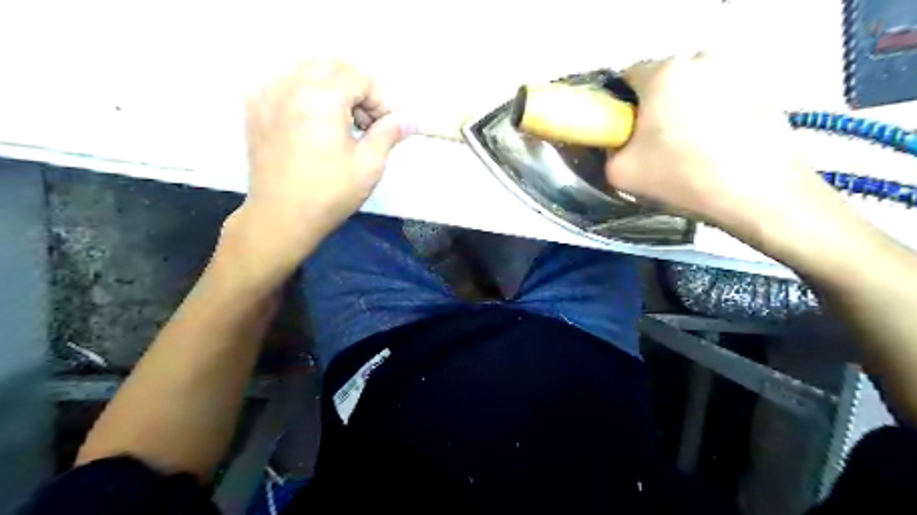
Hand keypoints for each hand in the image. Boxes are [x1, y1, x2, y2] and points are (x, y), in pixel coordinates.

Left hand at [233, 58, 408, 268]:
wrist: (281, 217)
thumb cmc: (330, 193)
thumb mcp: (369, 165)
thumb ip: (389, 134)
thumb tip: (411, 120)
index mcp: (321, 97)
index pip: (359, 78)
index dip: (380, 101)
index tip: (386, 127)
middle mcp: (291, 85)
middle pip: (332, 67)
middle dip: (356, 89)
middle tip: (365, 124)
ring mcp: (267, 95)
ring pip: (306, 71)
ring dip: (331, 88)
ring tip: (340, 124)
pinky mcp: (254, 109)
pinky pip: (283, 83)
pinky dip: (304, 93)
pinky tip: (311, 121)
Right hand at [608, 54, 836, 239]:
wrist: (758, 195)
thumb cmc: (683, 178)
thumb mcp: (620, 173)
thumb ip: (607, 150)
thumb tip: (615, 142)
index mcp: (664, 73)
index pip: (626, 79)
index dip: (619, 108)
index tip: (624, 134)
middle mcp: (701, 60)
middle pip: (662, 84)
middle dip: (653, 111)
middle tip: (655, 148)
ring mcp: (737, 72)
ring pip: (692, 92)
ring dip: (683, 114)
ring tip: (689, 151)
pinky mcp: (762, 89)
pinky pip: (720, 100)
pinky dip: (711, 118)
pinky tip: (716, 149)